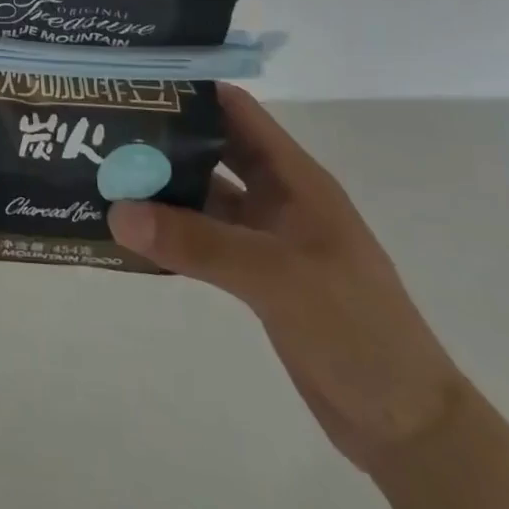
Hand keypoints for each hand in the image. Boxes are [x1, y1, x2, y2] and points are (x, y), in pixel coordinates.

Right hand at [108, 85, 465, 472]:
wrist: (404, 424)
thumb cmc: (355, 329)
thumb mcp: (275, 276)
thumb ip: (196, 242)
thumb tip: (117, 210)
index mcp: (295, 179)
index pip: (238, 112)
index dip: (191, 91)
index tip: (134, 85)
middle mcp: (277, 197)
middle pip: (213, 150)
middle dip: (164, 137)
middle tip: (104, 129)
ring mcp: (265, 236)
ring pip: (203, 195)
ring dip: (160, 186)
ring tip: (104, 174)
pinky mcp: (253, 274)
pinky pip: (200, 238)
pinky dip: (168, 231)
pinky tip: (128, 231)